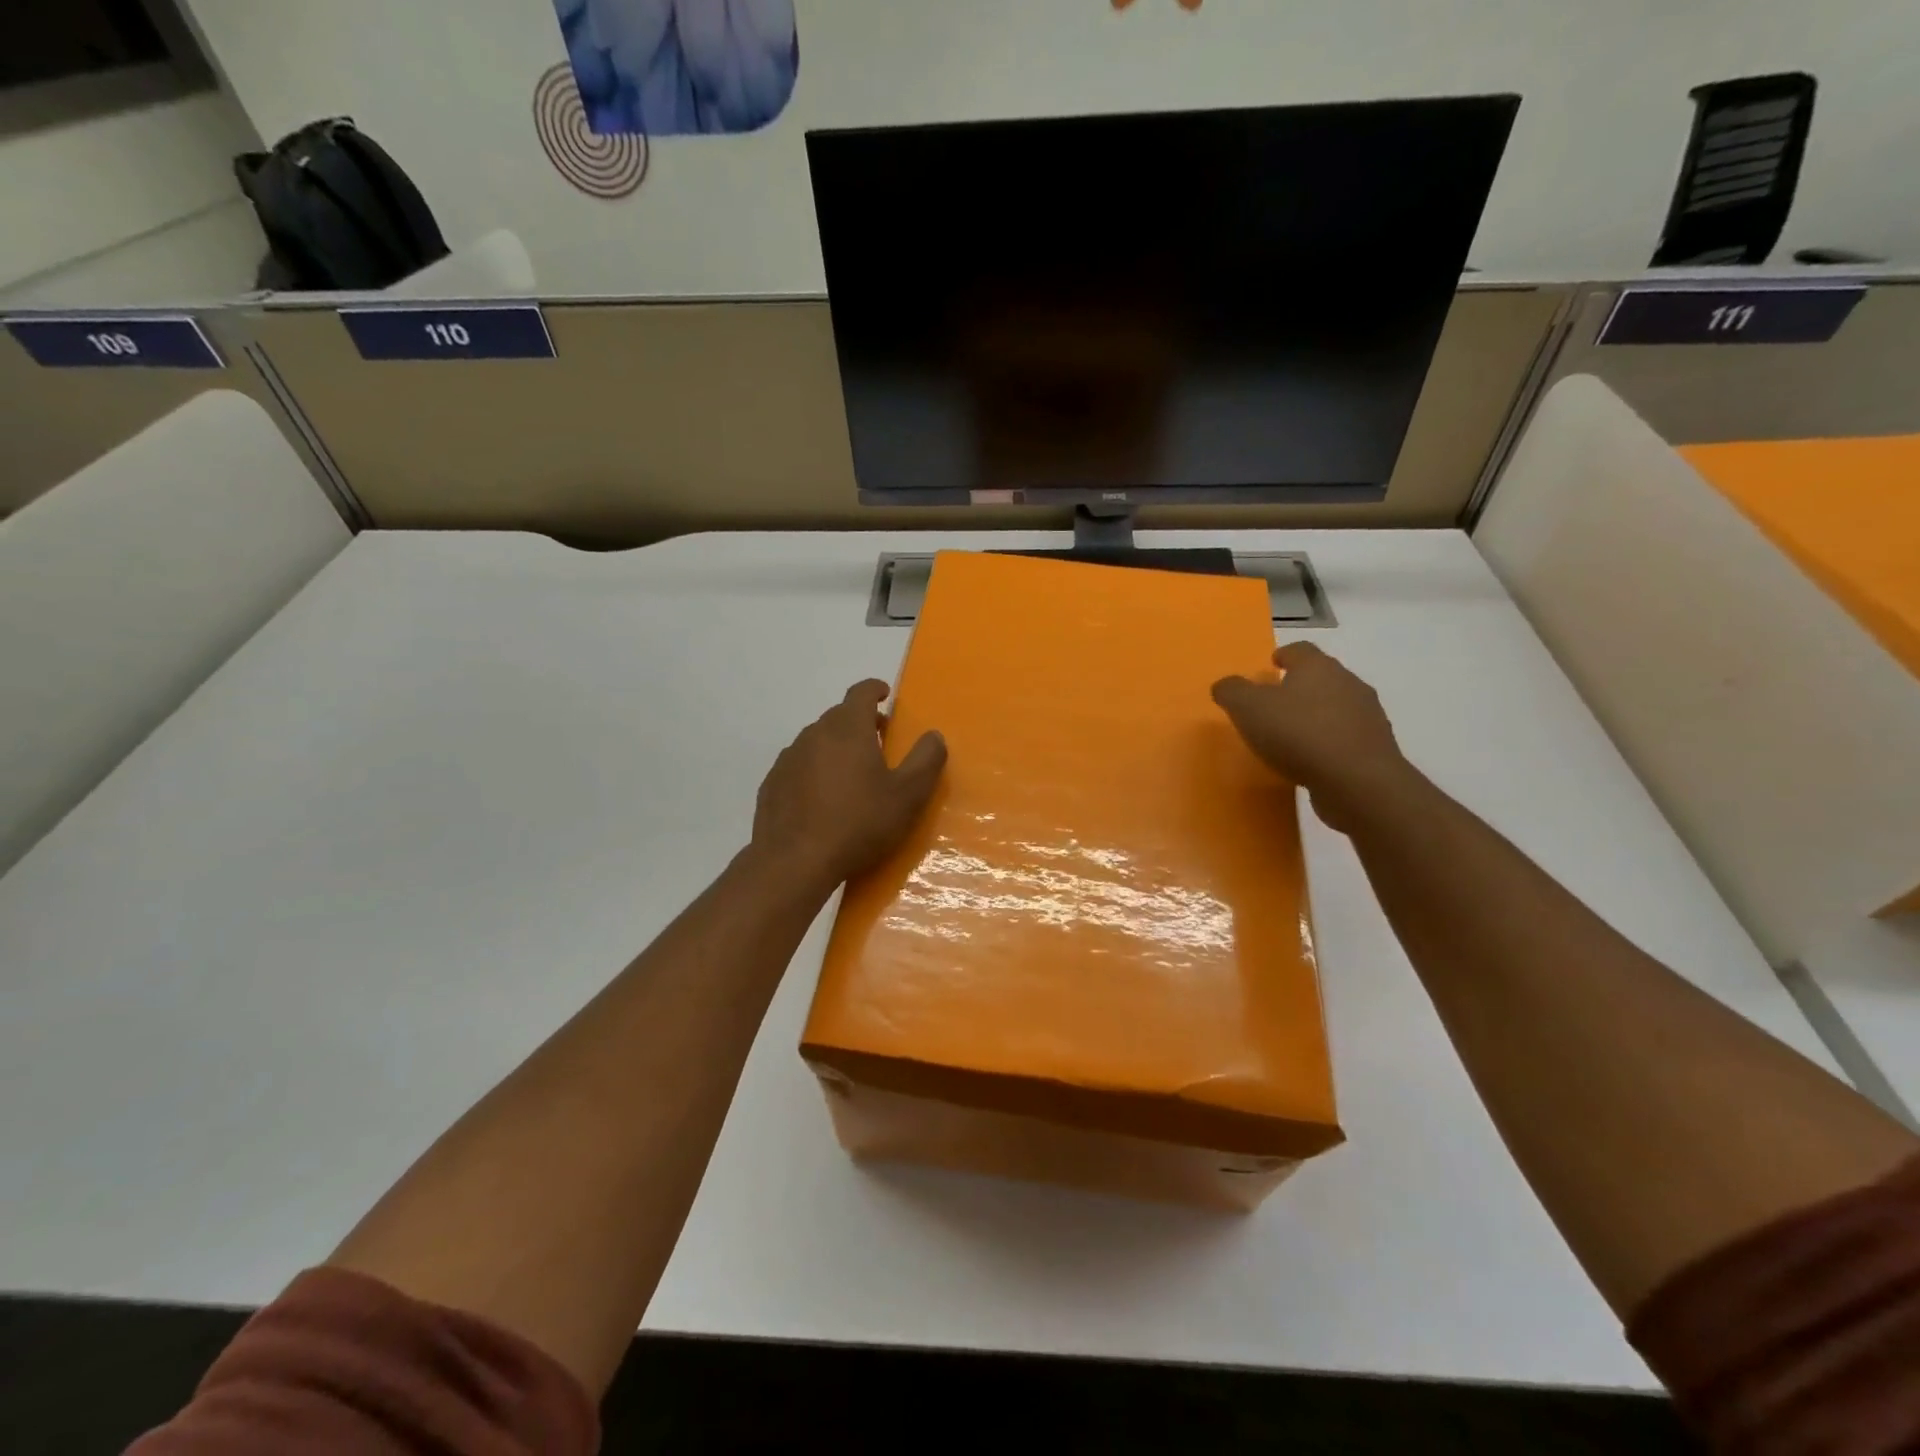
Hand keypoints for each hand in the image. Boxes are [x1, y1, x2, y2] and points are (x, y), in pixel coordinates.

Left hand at [751, 680, 947, 891]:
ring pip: (816, 741)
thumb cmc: (859, 823)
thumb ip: (926, 760)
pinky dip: (813, 771)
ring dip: (835, 747)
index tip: (885, 696)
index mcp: (848, 728)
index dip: (875, 690)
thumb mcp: (907, 795)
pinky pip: (798, 766)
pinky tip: (822, 799)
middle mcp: (814, 734)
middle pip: (838, 716)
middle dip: (859, 722)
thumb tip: (934, 735)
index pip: (861, 692)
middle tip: (878, 742)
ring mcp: (788, 759)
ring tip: (851, 774)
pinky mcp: (772, 784)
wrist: (795, 862)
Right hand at [1211, 643, 1411, 832]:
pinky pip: (1346, 737)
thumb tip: (1224, 685)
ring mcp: (1367, 716)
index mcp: (1317, 667)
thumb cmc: (1298, 733)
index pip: (1300, 650)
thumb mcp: (1248, 708)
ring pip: (1337, 706)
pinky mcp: (1375, 747)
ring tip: (1293, 734)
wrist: (1357, 781)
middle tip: (1276, 702)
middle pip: (1322, 676)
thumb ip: (1232, 691)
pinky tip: (1312, 760)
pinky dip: (1329, 742)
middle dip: (1300, 686)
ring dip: (1317, 715)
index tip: (1272, 664)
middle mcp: (1348, 683)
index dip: (1284, 655)